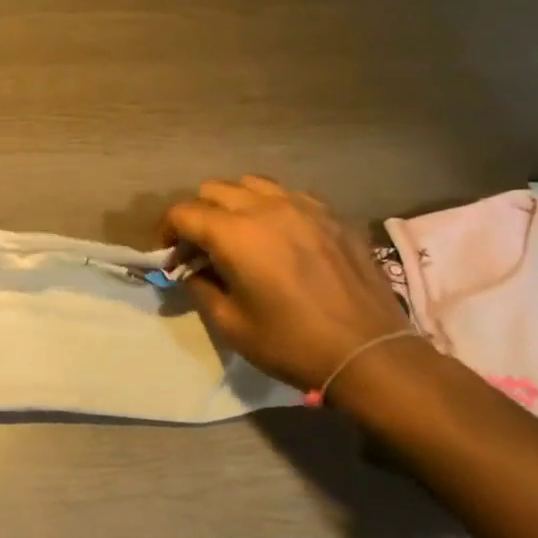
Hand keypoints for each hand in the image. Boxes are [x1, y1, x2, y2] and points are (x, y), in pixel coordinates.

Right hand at [161, 176, 408, 391]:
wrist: (370, 353)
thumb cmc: (291, 343)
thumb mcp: (230, 324)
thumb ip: (200, 286)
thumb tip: (192, 269)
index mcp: (234, 234)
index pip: (183, 212)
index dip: (167, 231)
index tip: (169, 254)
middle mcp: (266, 208)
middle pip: (213, 190)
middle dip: (198, 214)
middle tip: (201, 246)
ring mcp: (303, 206)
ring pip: (252, 184)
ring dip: (234, 203)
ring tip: (239, 233)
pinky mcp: (332, 215)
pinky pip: (290, 194)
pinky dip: (272, 206)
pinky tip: (280, 235)